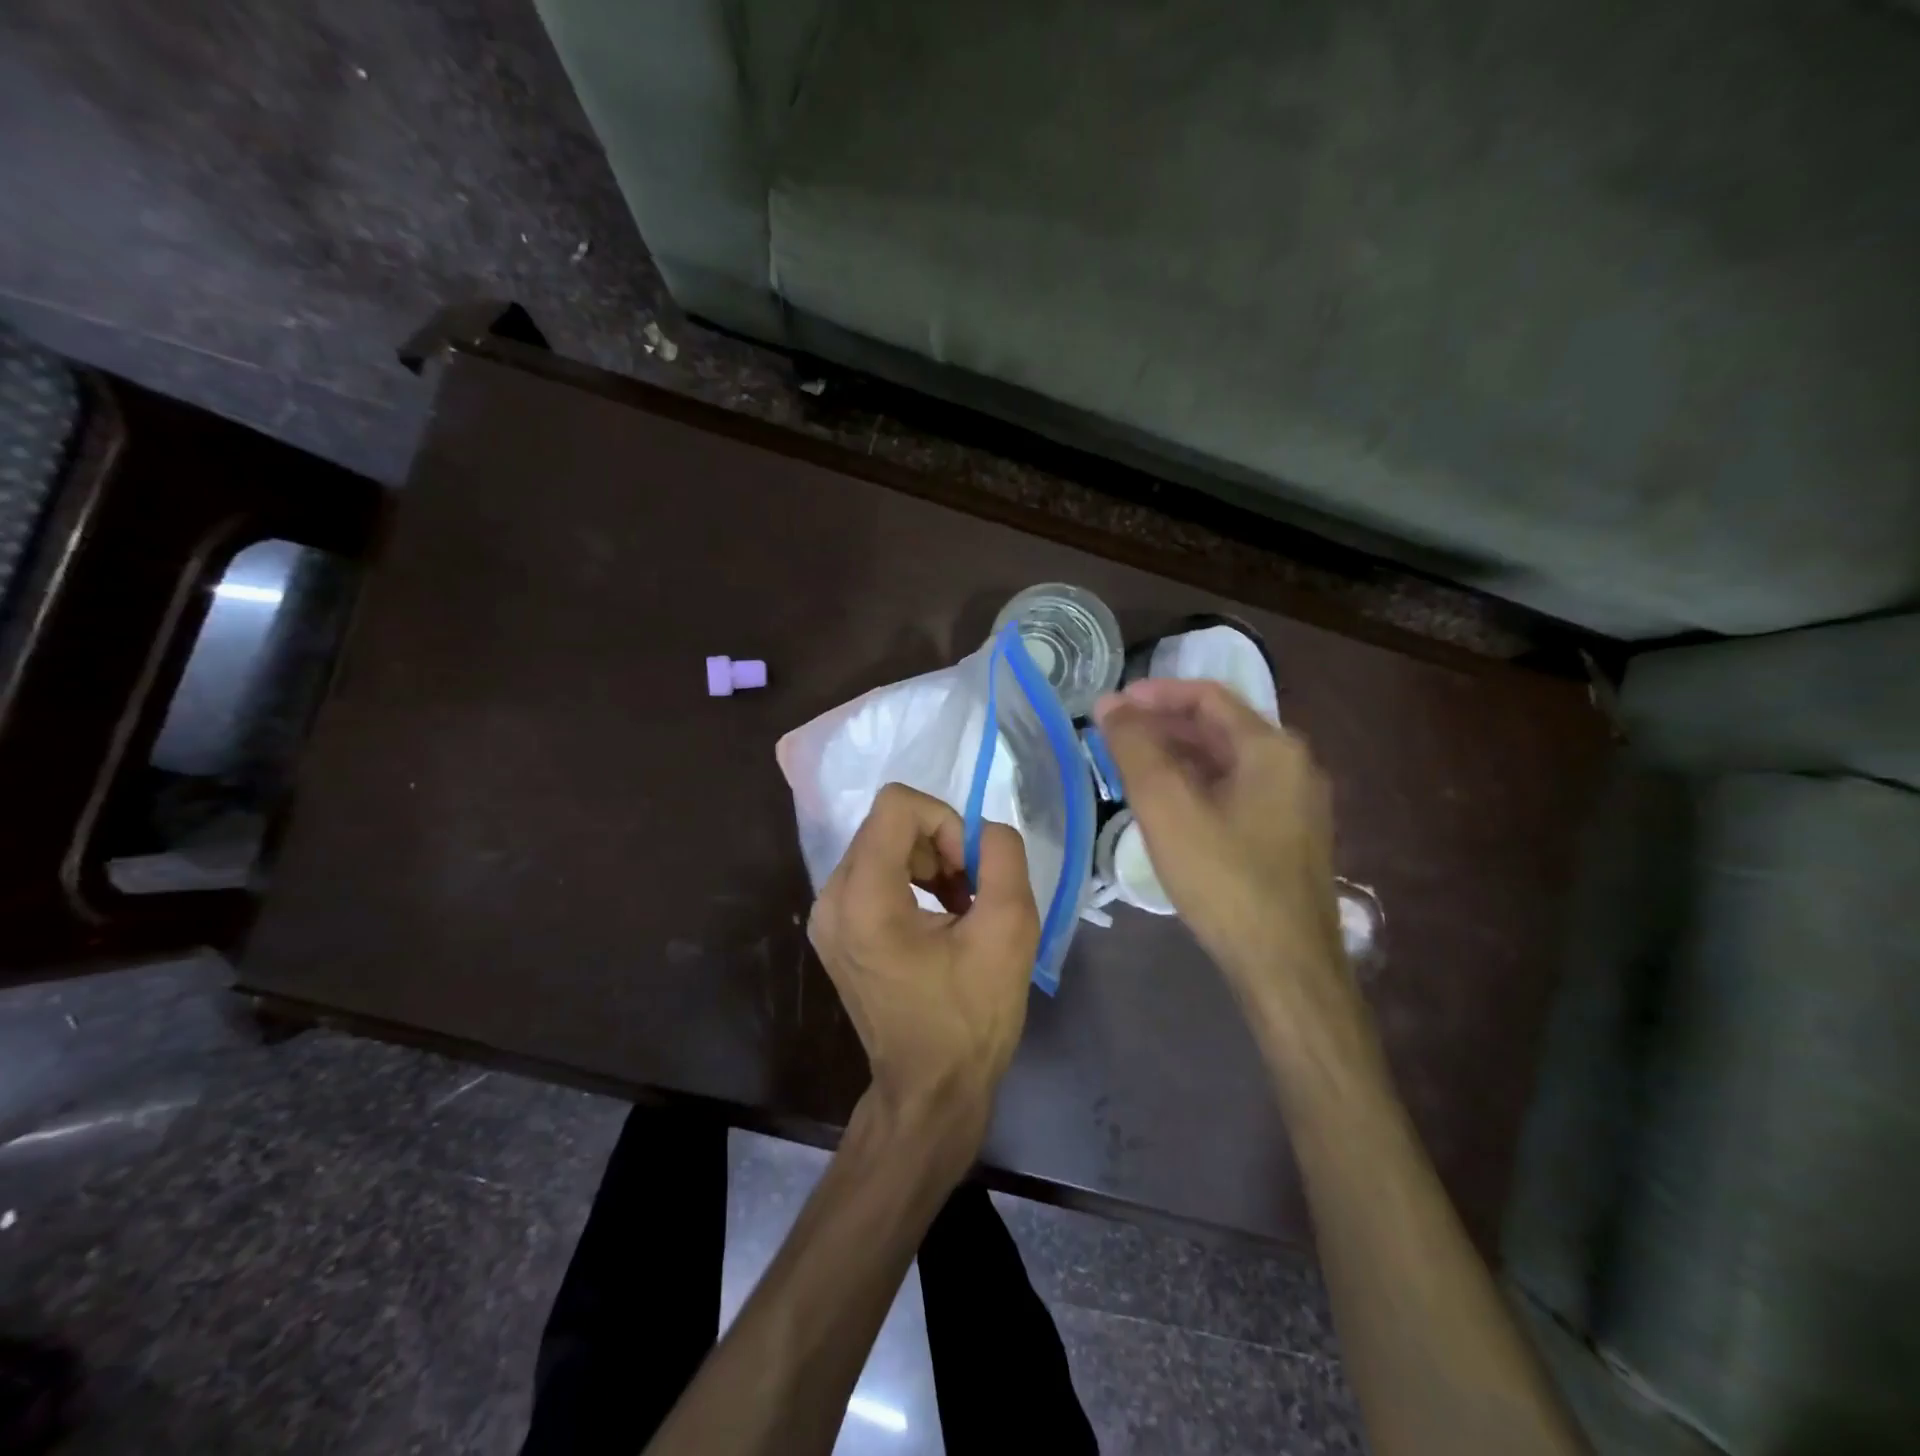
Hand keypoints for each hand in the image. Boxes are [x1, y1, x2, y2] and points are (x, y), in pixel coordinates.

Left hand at [809, 783, 1039, 1154]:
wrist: (930, 1089)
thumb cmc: (971, 1017)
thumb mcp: (1010, 929)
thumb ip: (1003, 856)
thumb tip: (984, 830)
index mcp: (864, 898)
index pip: (898, 804)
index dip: (946, 822)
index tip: (970, 872)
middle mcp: (831, 898)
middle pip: (889, 824)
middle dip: (939, 845)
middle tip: (971, 893)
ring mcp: (826, 916)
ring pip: (882, 844)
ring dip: (928, 862)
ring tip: (960, 907)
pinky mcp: (834, 929)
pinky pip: (874, 872)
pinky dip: (911, 880)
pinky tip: (938, 918)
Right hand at [1094, 679, 1343, 995]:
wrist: (1286, 966)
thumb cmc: (1224, 880)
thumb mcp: (1168, 808)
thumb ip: (1136, 749)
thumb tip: (1111, 704)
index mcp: (1271, 748)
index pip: (1207, 697)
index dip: (1156, 694)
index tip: (1112, 705)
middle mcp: (1292, 766)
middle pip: (1219, 727)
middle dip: (1163, 725)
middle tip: (1114, 736)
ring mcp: (1296, 803)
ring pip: (1227, 761)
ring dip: (1178, 756)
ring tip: (1131, 768)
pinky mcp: (1289, 836)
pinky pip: (1237, 791)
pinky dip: (1198, 785)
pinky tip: (1168, 806)